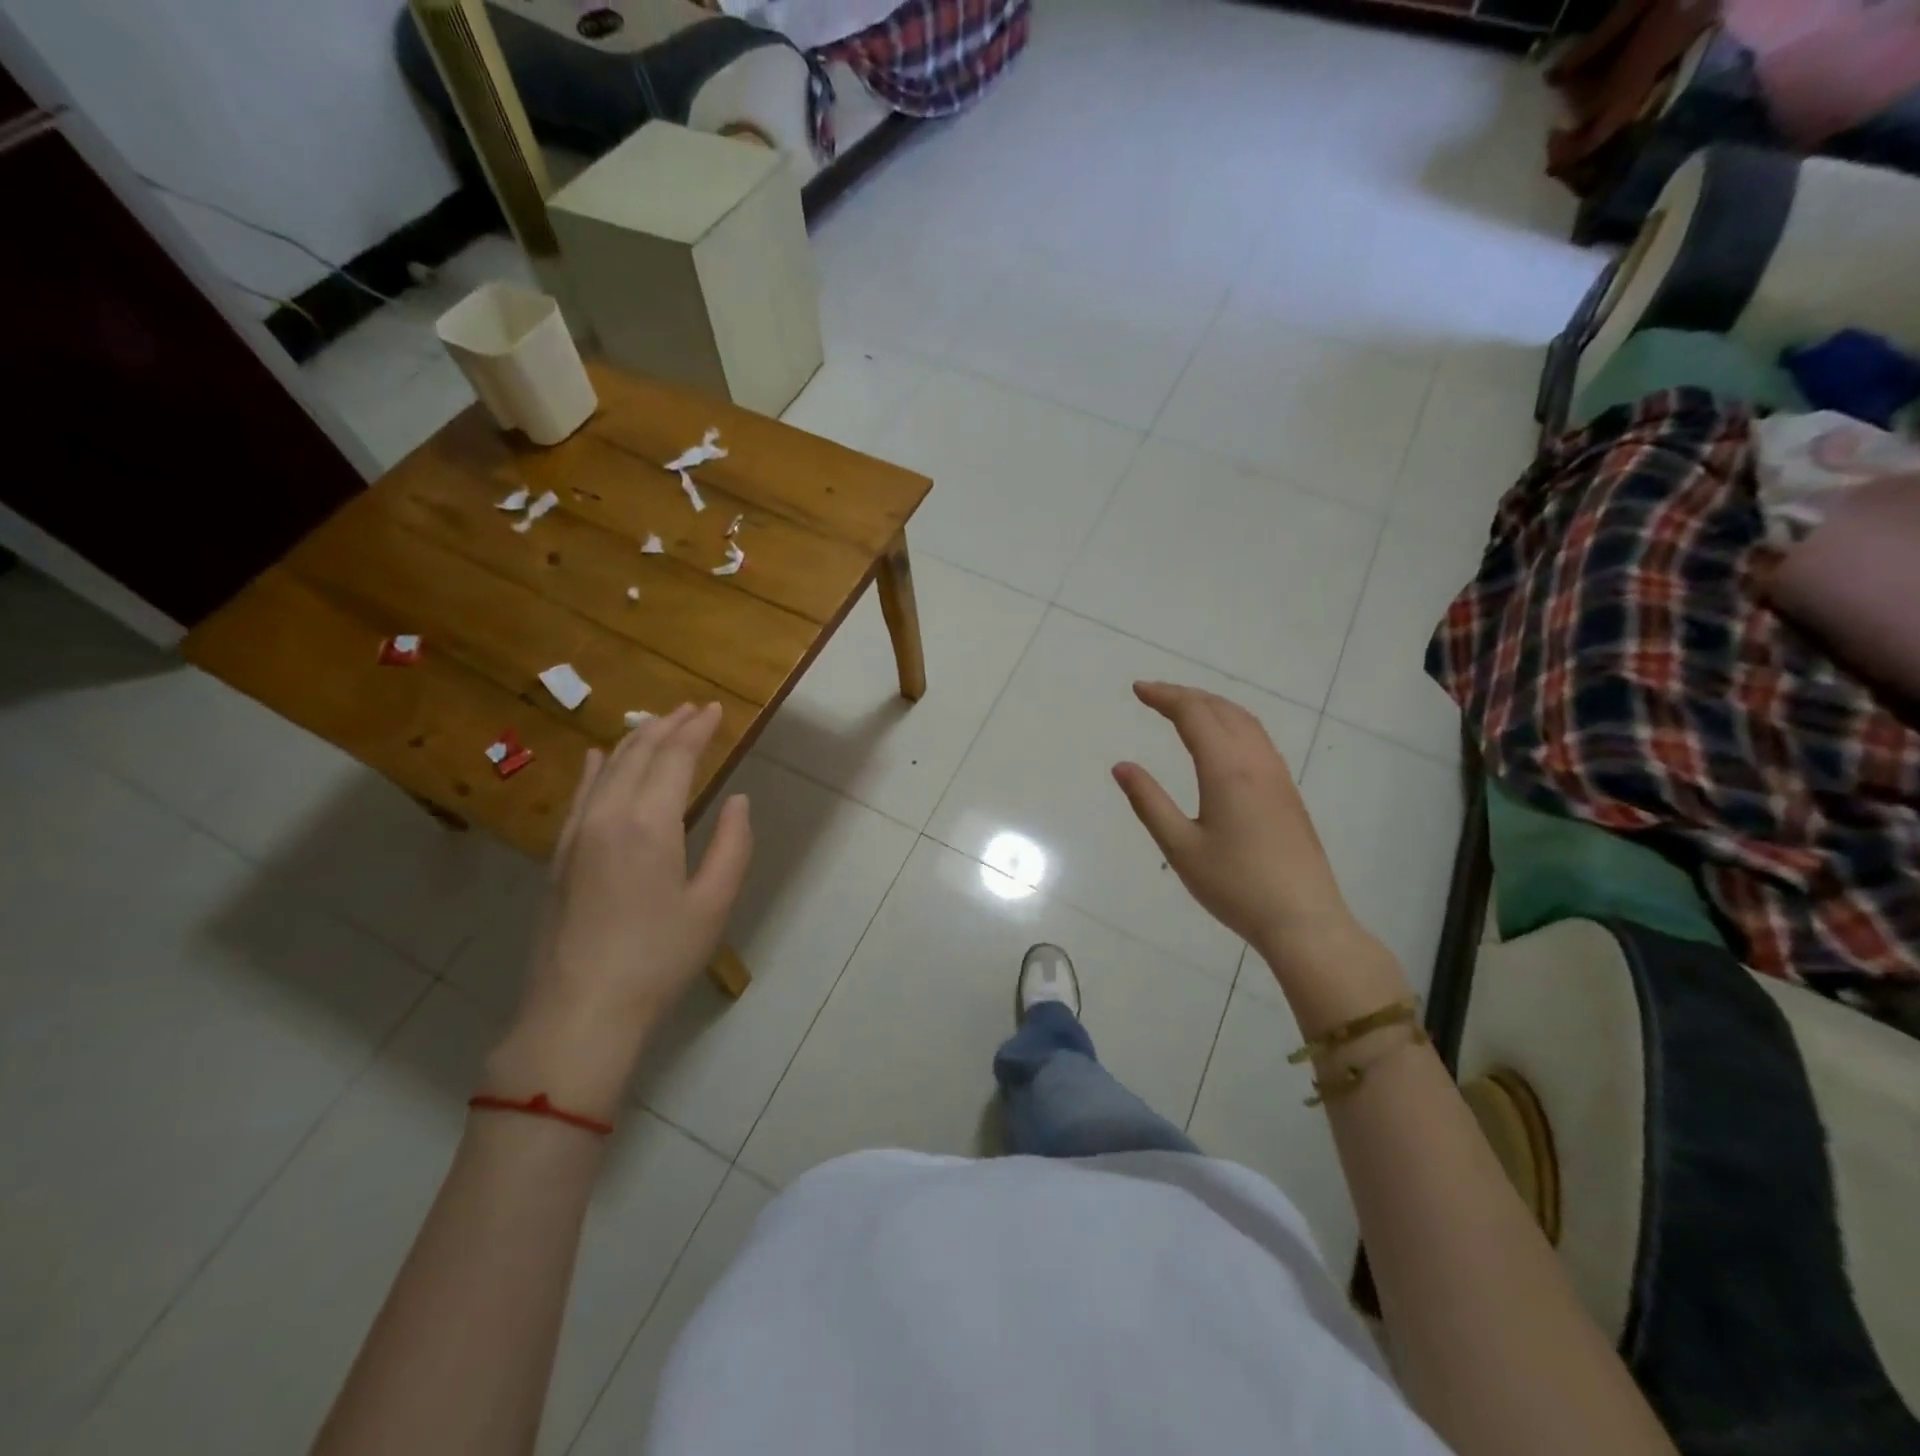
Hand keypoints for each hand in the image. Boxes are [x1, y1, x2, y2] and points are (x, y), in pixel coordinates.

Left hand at [488, 703, 752, 1118]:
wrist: (580, 1011)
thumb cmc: (658, 958)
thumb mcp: (713, 904)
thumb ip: (732, 845)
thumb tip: (737, 801)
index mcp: (649, 824)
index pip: (674, 757)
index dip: (697, 730)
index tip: (715, 710)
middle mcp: (607, 816)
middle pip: (638, 754)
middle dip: (668, 726)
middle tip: (692, 709)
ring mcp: (575, 834)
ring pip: (605, 768)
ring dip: (633, 740)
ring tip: (656, 722)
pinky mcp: (558, 856)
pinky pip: (577, 795)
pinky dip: (592, 769)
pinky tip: (595, 756)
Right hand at [1112, 682, 1408, 1023]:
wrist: (1303, 919)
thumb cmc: (1235, 886)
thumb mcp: (1180, 848)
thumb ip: (1149, 802)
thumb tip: (1122, 766)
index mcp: (1227, 770)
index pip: (1194, 715)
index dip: (1165, 697)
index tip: (1138, 689)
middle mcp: (1256, 762)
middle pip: (1221, 710)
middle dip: (1186, 695)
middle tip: (1154, 695)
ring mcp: (1277, 775)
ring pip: (1245, 721)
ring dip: (1212, 705)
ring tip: (1184, 708)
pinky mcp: (1287, 792)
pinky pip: (1258, 738)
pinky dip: (1232, 722)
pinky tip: (1222, 740)